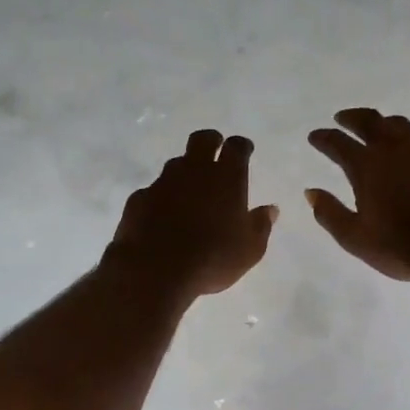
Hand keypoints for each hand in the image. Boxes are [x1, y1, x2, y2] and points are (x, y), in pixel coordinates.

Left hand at [107, 130, 277, 299]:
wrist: (155, 270)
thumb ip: (261, 225)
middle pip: (202, 140)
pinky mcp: (139, 198)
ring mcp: (163, 182)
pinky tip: (162, 215)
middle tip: (215, 152)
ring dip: (185, 171)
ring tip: (189, 191)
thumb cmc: (213, 258)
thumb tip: (270, 209)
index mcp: (226, 178)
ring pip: (176, 164)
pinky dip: (161, 197)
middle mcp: (194, 171)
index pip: (236, 147)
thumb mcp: (250, 249)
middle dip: (211, 141)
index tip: (244, 150)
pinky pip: (153, 190)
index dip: (241, 146)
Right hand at [307, 109, 409, 286]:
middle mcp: (394, 152)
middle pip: (370, 122)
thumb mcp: (355, 238)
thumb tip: (311, 192)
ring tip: (377, 127)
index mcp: (367, 167)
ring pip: (400, 125)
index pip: (338, 143)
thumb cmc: (401, 247)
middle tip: (342, 118)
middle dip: (352, 117)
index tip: (314, 136)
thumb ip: (330, 213)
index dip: (324, 138)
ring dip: (383, 123)